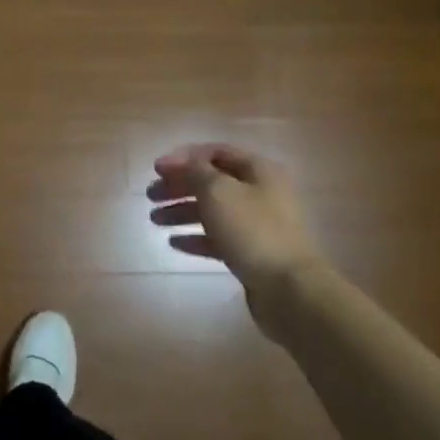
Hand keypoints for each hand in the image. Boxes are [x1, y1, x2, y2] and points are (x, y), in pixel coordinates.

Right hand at [146, 144, 327, 328]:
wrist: (289, 288)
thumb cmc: (252, 230)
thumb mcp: (218, 191)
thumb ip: (196, 171)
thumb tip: (184, 163)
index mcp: (258, 170)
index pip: (216, 152)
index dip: (184, 157)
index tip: (156, 169)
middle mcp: (261, 193)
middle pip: (212, 182)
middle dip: (179, 186)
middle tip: (151, 195)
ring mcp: (257, 224)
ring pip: (213, 210)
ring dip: (182, 211)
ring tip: (155, 219)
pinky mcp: (252, 252)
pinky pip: (218, 238)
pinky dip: (196, 237)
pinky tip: (174, 242)